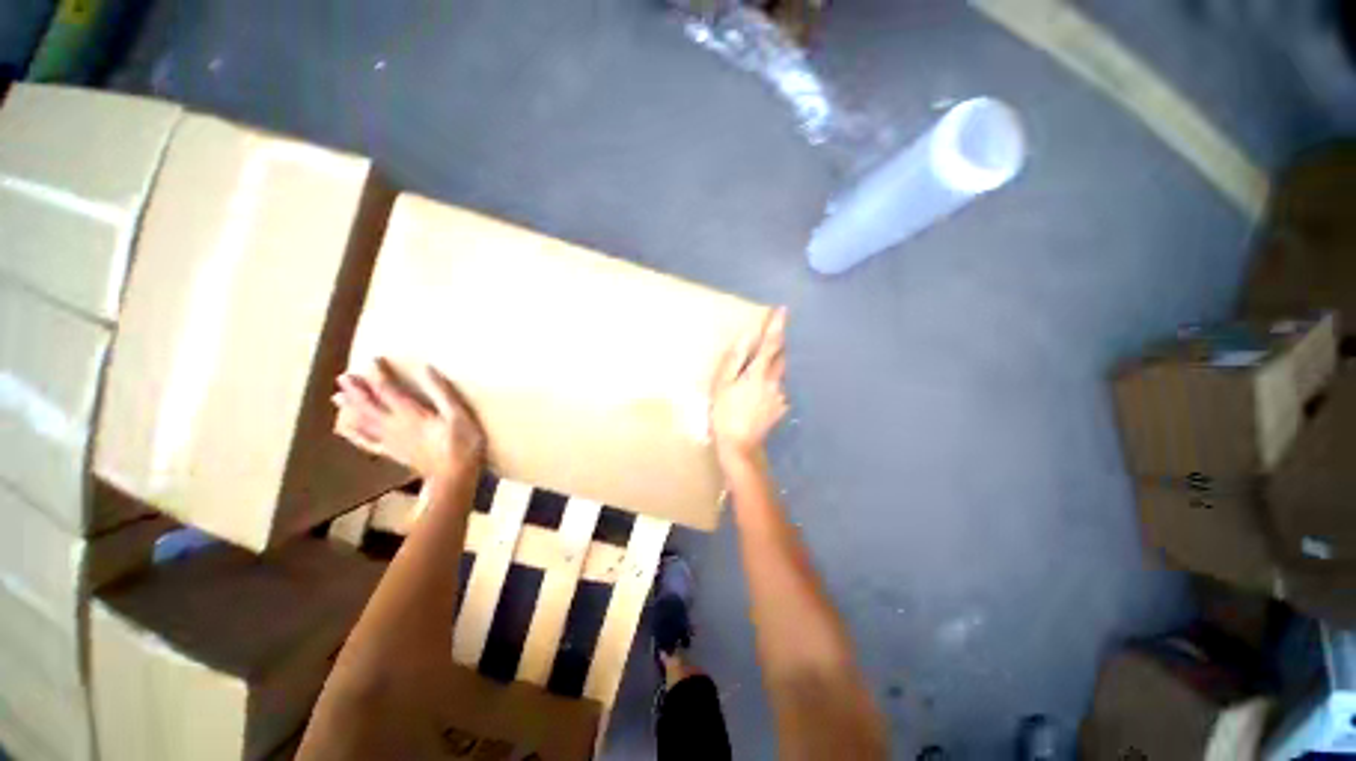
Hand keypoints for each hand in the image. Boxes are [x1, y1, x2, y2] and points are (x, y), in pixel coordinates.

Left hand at [333, 358, 485, 480]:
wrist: (455, 476)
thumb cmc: (462, 444)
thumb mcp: (459, 414)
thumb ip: (442, 392)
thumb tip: (427, 369)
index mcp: (411, 414)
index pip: (389, 390)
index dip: (379, 374)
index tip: (372, 359)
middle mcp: (395, 425)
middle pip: (370, 405)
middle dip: (357, 390)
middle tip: (343, 377)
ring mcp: (391, 441)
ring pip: (364, 422)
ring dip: (350, 409)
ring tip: (336, 397)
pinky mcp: (393, 453)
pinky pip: (368, 443)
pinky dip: (354, 435)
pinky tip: (345, 429)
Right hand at [710, 307, 788, 467]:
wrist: (739, 445)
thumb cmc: (725, 413)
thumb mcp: (722, 384)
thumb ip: (735, 359)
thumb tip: (747, 337)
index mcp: (758, 373)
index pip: (771, 344)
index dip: (777, 326)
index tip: (783, 310)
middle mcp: (774, 382)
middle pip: (781, 357)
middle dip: (777, 346)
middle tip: (768, 342)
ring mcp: (780, 397)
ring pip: (779, 375)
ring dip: (772, 368)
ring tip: (755, 377)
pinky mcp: (781, 409)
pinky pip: (777, 391)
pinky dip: (770, 387)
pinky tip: (757, 398)